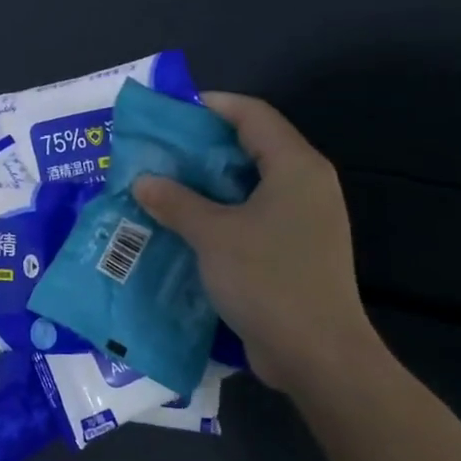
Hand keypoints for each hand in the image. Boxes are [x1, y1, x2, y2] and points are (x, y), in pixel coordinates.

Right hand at [133, 93, 377, 389]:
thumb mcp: (213, 235)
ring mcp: (304, 220)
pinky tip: (185, 224)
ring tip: (164, 185)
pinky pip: (253, 215)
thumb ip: (176, 202)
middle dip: (203, 146)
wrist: (317, 355)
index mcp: (296, 167)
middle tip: (159, 151)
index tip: (170, 112)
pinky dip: (220, 213)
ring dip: (207, 183)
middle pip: (252, 146)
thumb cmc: (268, 280)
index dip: (212, 105)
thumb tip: (143, 181)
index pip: (253, 114)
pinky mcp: (295, 250)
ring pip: (250, 184)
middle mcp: (306, 185)